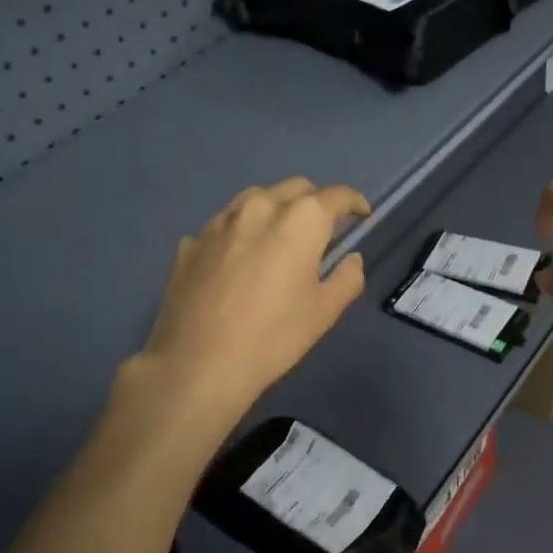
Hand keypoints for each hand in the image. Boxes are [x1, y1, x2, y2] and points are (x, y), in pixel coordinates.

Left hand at [125, 178, 369, 427]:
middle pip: (295, 188)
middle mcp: (259, 207)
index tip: (361, 216)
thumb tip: (351, 259)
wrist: (198, 364)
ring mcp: (219, 222)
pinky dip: (241, 232)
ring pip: (255, 198)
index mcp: (300, 220)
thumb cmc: (273, 337)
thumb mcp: (325, 312)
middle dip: (315, 202)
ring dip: (275, 209)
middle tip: (322, 230)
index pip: (335, 196)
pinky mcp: (191, 242)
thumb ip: (347, 278)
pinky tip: (239, 261)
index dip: (353, 202)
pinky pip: (224, 225)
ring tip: (279, 238)